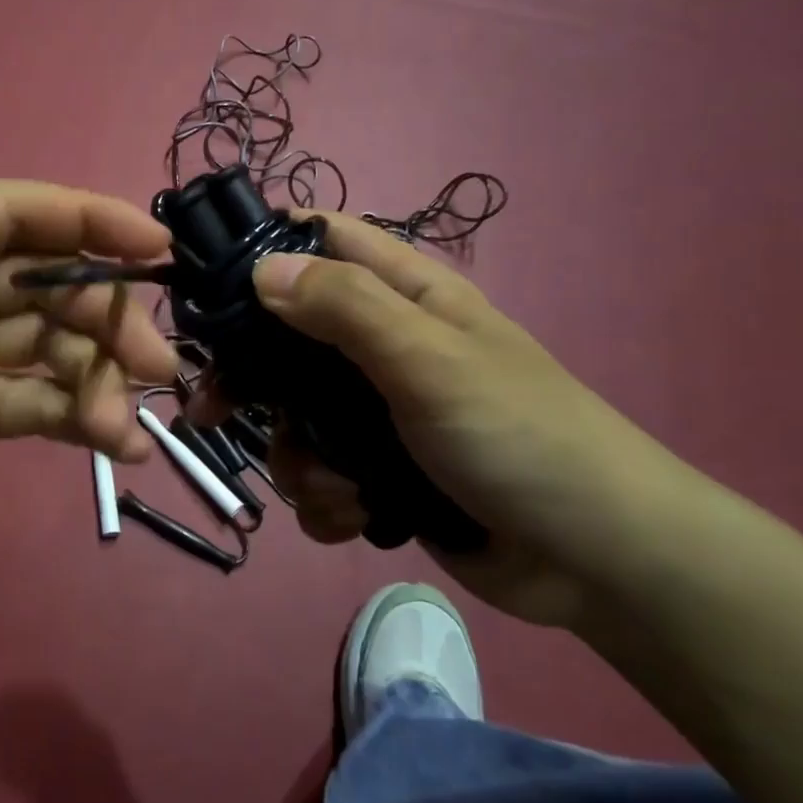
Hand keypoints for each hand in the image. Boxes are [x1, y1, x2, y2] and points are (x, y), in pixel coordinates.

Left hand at [0, 182, 177, 599]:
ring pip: (52, 344)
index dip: (87, 220)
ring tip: (126, 427)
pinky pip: (37, 401)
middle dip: (106, 314)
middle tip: (158, 365)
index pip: (11, 213)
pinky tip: (117, 447)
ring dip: (100, 375)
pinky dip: (80, 416)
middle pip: (46, 281)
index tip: (155, 249)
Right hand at [208, 214, 691, 626]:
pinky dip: (325, 499)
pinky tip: (355, 516)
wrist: (597, 562)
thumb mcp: (429, 360)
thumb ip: (345, 307)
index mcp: (403, 294)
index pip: (320, 240)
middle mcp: (382, 344)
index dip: (263, 248)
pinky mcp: (378, 470)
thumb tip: (261, 268)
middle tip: (214, 409)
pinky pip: (319, 474)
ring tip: (334, 487)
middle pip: (285, 338)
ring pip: (293, 417)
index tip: (205, 285)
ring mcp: (377, 411)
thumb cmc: (519, 436)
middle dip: (252, 380)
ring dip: (297, 458)